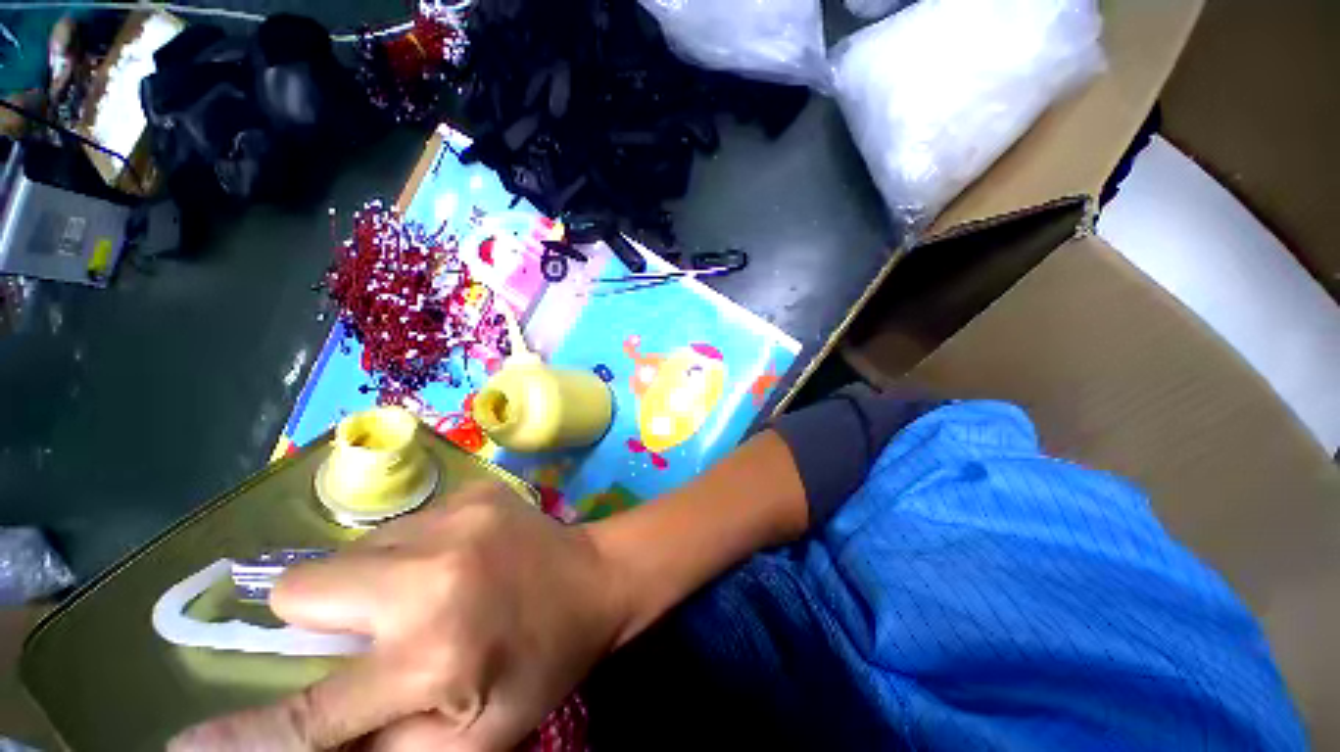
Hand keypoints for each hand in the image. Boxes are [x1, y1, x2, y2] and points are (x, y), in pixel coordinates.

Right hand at [169, 483, 625, 750]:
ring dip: (364, 584)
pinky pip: (397, 526)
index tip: (183, 745)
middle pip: (301, 590)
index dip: (242, 736)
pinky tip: (452, 562)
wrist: (595, 577)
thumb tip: (305, 743)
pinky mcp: (471, 490)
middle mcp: (433, 575)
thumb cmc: (542, 662)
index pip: (311, 713)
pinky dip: (401, 553)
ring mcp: (454, 517)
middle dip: (315, 621)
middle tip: (372, 636)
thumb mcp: (471, 740)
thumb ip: (382, 750)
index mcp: (436, 655)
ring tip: (425, 596)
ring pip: (349, 553)